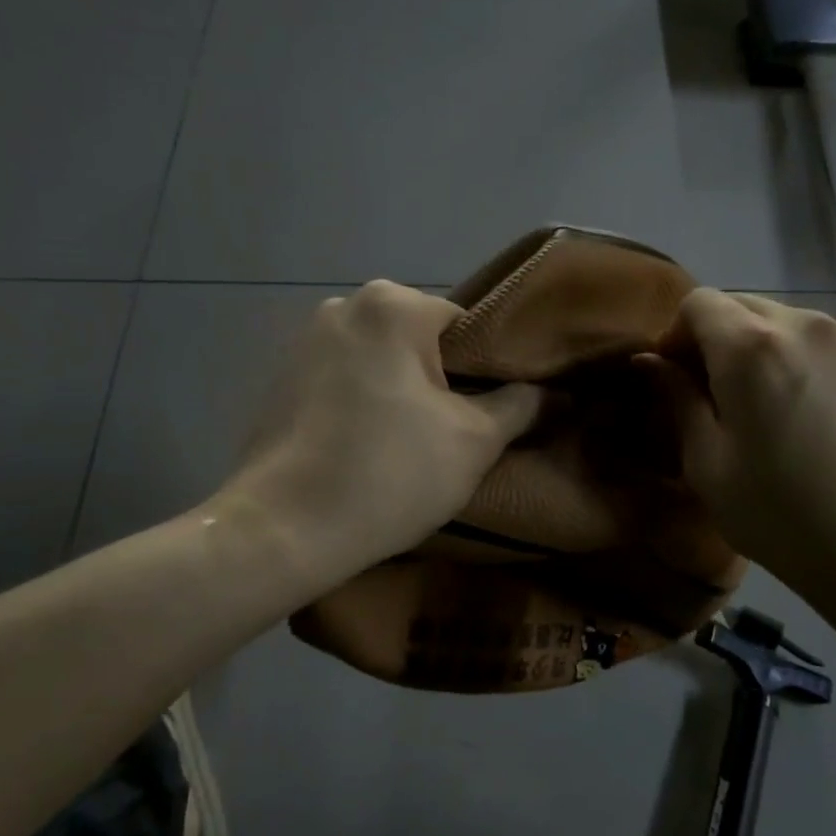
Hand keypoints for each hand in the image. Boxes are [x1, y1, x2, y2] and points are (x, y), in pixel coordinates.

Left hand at [220, 280, 542, 583]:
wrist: (283, 531)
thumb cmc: (390, 473)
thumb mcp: (475, 441)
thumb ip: (522, 405)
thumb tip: (555, 392)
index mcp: (392, 305)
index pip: (468, 327)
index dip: (490, 371)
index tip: (494, 414)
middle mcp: (342, 305)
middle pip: (422, 342)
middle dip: (443, 382)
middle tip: (456, 435)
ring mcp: (303, 342)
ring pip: (382, 362)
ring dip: (402, 394)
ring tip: (411, 447)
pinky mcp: (279, 379)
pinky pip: (344, 381)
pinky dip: (364, 404)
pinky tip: (367, 448)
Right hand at [641, 290, 835, 603]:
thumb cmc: (779, 515)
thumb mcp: (707, 463)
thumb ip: (676, 398)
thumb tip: (648, 360)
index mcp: (752, 347)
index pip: (698, 302)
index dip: (676, 334)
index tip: (674, 377)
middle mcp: (801, 323)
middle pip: (738, 305)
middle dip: (713, 337)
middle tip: (710, 393)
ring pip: (778, 319)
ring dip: (753, 344)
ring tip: (758, 403)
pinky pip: (814, 337)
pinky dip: (791, 354)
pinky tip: (799, 407)